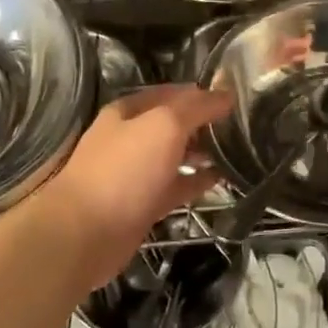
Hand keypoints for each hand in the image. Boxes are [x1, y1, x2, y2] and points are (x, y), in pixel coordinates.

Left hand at [43, 84, 232, 286]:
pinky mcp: (143, 204)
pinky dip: (197, 181)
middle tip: (243, 126)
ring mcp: (136, 173)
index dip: (203, 93)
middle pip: (174, 124)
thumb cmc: (124, 170)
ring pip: (175, 155)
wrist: (84, 234)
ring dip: (203, 152)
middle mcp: (131, 137)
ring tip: (238, 150)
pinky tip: (222, 178)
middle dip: (205, 123)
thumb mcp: (164, 126)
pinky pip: (176, 186)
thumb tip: (226, 93)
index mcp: (129, 111)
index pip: (173, 93)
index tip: (237, 99)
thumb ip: (197, 108)